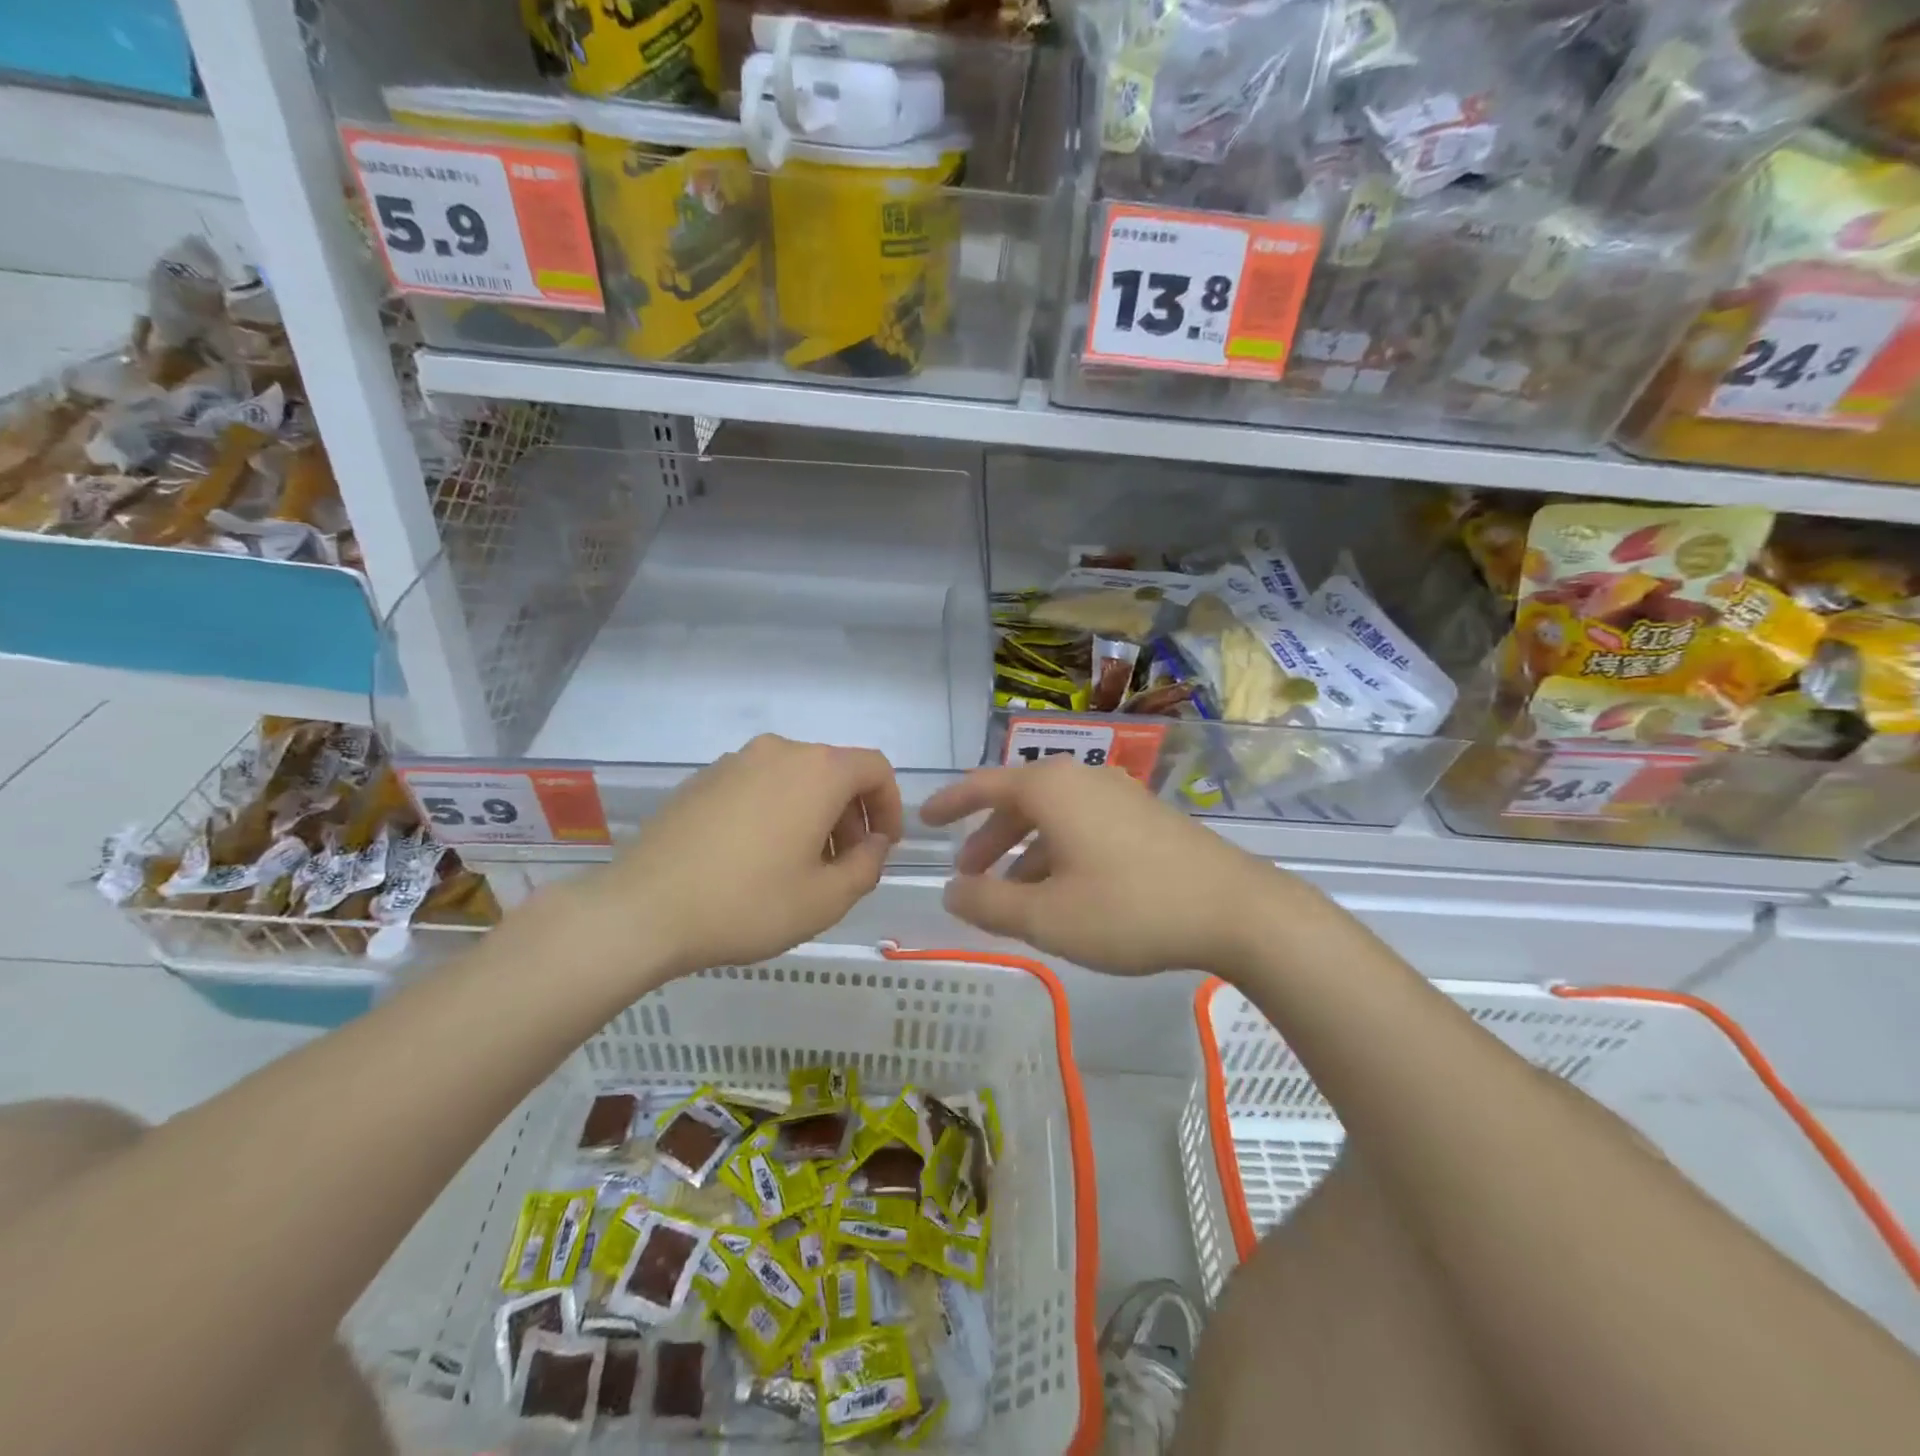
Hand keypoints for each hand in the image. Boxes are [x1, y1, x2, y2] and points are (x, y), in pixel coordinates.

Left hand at [578, 735, 901, 979]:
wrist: (642, 910)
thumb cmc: (748, 903)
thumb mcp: (826, 899)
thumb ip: (867, 866)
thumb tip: (873, 843)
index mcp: (817, 771)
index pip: (875, 768)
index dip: (890, 805)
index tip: (884, 846)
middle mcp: (779, 752)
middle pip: (834, 772)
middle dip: (851, 815)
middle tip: (844, 865)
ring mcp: (735, 762)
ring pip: (795, 780)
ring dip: (813, 815)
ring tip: (800, 867)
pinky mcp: (702, 780)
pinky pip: (758, 787)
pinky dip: (776, 812)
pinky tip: (756, 859)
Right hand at [920, 758, 1297, 975]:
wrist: (1236, 910)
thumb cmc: (1129, 908)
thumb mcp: (1046, 916)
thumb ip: (988, 903)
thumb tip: (952, 889)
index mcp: (1052, 789)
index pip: (983, 785)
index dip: (950, 804)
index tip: (923, 820)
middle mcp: (1083, 778)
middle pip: (1019, 801)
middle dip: (988, 838)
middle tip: (968, 875)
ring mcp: (1119, 795)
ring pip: (1053, 817)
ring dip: (1024, 851)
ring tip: (1013, 895)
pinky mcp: (1145, 817)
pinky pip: (1083, 826)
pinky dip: (1058, 852)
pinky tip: (1065, 893)